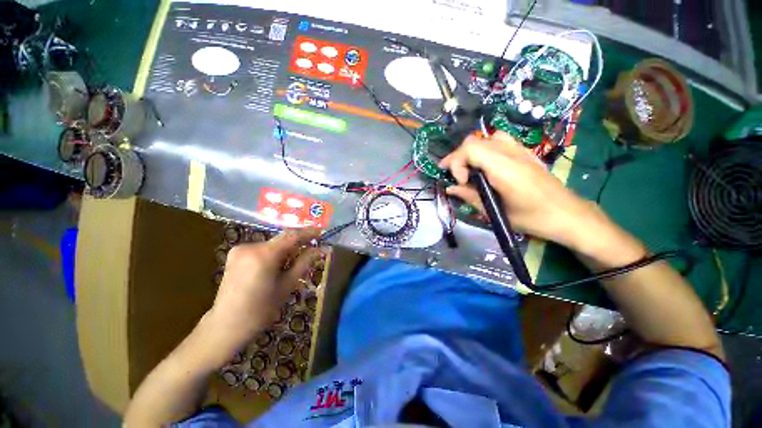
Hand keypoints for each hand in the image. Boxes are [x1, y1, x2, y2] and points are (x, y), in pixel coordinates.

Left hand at [206, 229, 322, 346]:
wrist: (226, 326)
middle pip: (282, 238)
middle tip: (313, 246)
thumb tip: (321, 249)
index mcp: (264, 255)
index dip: (309, 232)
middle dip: (298, 241)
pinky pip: (262, 248)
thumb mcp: (287, 285)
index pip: (292, 236)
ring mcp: (240, 249)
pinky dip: (274, 252)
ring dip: (286, 248)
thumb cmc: (261, 310)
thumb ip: (304, 262)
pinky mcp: (235, 254)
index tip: (322, 232)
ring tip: (297, 258)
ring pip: (272, 243)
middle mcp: (251, 246)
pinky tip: (278, 263)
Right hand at [439, 131, 638, 259]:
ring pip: (486, 138)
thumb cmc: (533, 219)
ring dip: (471, 152)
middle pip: (474, 141)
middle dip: (458, 157)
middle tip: (455, 176)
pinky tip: (486, 165)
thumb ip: (470, 197)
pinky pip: (499, 141)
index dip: (457, 163)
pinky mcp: (525, 153)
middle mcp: (511, 153)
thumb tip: (450, 189)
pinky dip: (485, 149)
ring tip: (467, 169)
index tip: (459, 182)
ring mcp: (519, 150)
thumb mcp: (496, 212)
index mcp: (504, 168)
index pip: (470, 149)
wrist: (568, 214)